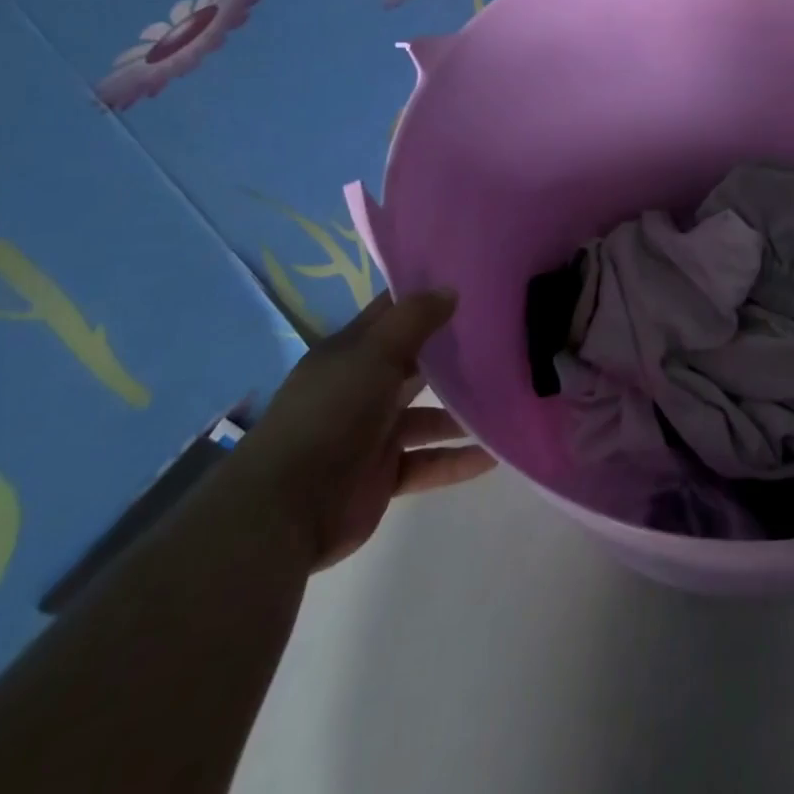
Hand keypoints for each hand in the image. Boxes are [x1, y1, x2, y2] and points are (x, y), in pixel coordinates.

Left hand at [229, 289, 495, 569]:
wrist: (284, 510)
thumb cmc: (330, 414)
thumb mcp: (373, 354)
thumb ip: (414, 320)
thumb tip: (451, 289)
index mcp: (351, 353)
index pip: (393, 314)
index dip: (426, 297)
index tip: (472, 283)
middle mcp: (362, 388)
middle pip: (415, 364)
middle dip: (453, 354)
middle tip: (503, 339)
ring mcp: (373, 434)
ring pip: (427, 415)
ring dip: (462, 411)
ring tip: (508, 399)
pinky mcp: (383, 476)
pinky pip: (428, 462)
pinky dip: (458, 460)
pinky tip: (495, 455)